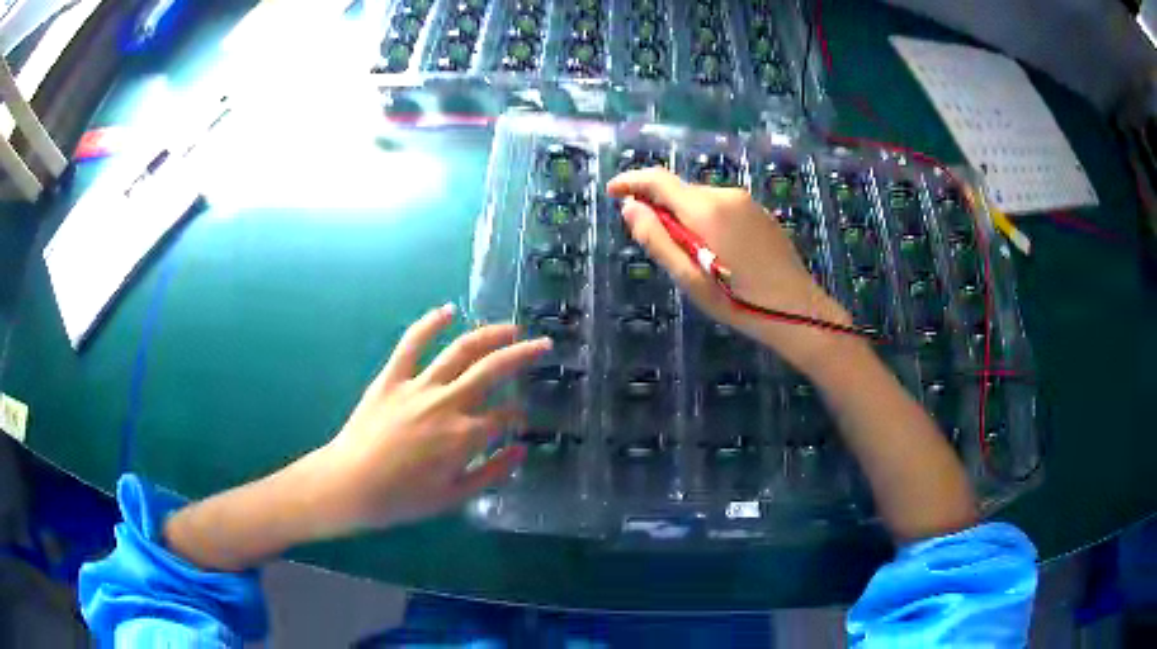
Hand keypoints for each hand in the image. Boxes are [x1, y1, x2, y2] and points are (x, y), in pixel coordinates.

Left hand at [315, 305, 551, 533]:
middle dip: (523, 355)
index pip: (504, 416)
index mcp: (464, 436)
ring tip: (510, 328)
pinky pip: (411, 344)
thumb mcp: (453, 497)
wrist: (349, 485)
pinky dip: (429, 324)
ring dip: (489, 335)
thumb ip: (492, 472)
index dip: (518, 414)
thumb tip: (521, 449)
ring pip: (460, 350)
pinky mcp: (392, 378)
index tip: (522, 417)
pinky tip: (447, 310)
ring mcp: (418, 386)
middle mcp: (447, 403)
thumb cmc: (402, 498)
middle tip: (544, 344)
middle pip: (493, 370)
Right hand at [607, 167, 855, 371]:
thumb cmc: (739, 300)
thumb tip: (630, 207)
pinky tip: (720, 255)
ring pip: (703, 202)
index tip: (613, 192)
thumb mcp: (689, 277)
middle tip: (658, 246)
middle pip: (682, 192)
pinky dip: (710, 223)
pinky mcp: (762, 215)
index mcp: (706, 208)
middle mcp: (727, 195)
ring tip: (694, 258)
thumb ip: (657, 239)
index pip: (659, 180)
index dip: (631, 182)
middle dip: (662, 209)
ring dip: (687, 219)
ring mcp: (748, 203)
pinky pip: (724, 210)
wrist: (798, 311)